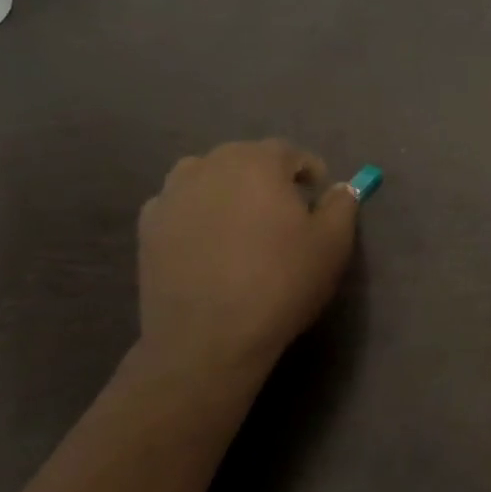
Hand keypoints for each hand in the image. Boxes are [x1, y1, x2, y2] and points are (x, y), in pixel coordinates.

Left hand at [139, 140, 358, 385]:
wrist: (207, 338)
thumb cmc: (279, 284)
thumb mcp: (332, 245)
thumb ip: (342, 205)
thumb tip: (340, 187)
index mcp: (258, 162)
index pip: (289, 153)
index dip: (307, 172)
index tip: (316, 196)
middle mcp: (211, 165)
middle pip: (245, 160)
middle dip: (266, 179)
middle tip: (281, 214)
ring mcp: (173, 193)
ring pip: (208, 177)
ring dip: (227, 191)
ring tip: (239, 225)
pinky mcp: (148, 225)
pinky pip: (180, 206)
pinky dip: (196, 214)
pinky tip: (205, 244)